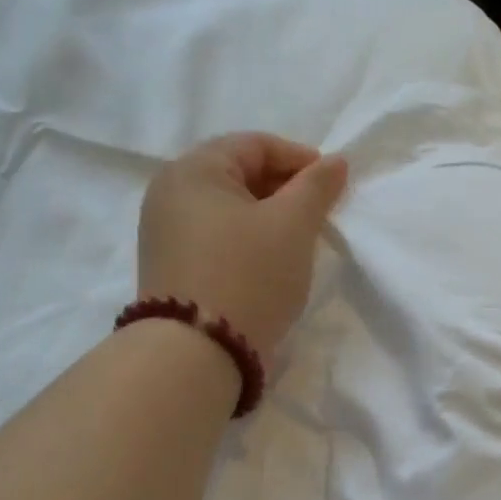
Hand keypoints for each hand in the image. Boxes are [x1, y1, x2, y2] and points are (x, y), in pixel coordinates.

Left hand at [138, 133, 348, 357]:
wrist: (195, 354)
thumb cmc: (249, 275)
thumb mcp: (292, 225)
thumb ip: (317, 186)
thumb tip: (335, 161)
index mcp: (193, 170)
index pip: (255, 145)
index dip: (299, 158)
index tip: (333, 184)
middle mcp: (169, 193)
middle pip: (238, 174)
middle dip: (284, 189)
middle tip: (319, 213)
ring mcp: (164, 233)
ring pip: (228, 209)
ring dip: (268, 217)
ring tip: (299, 240)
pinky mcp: (170, 267)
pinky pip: (216, 237)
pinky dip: (247, 240)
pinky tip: (269, 263)